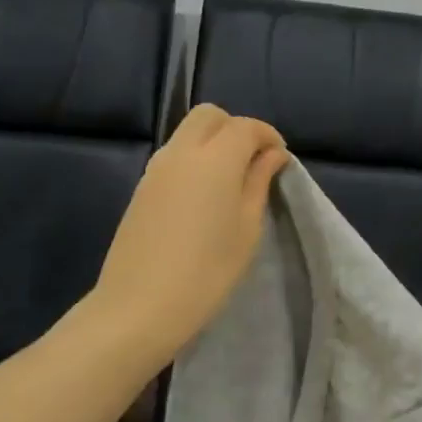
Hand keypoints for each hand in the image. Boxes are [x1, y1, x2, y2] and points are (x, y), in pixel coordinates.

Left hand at [83, 104, 289, 366]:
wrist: (140, 305)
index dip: (268, 137)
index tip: (280, 161)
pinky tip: (205, 197)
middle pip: (209, 116)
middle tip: (254, 164)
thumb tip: (271, 155)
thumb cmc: (208, 271)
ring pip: (188, 133)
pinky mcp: (142, 188)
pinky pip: (173, 156)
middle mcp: (181, 152)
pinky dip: (195, 160)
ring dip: (213, 143)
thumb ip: (259, 183)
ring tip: (232, 182)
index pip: (245, 127)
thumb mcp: (247, 228)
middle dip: (236, 129)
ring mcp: (156, 169)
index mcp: (214, 159)